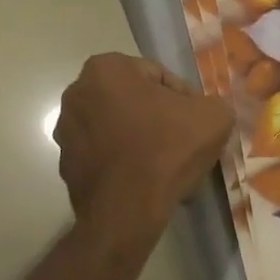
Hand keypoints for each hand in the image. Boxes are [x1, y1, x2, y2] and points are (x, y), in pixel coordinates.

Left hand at [55, 54, 233, 239]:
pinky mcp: (66, 165)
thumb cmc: (166, 150)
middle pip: (135, 101)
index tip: (196, 124)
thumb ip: (213, 104)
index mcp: (107, 68)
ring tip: (167, 168)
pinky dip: (124, 163)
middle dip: (160, 120)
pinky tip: (146, 183)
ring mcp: (66, 130)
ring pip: (119, 129)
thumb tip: (206, 112)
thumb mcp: (213, 116)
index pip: (158, 76)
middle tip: (184, 144)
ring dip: (142, 141)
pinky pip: (105, 155)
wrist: (126, 211)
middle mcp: (77, 92)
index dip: (184, 100)